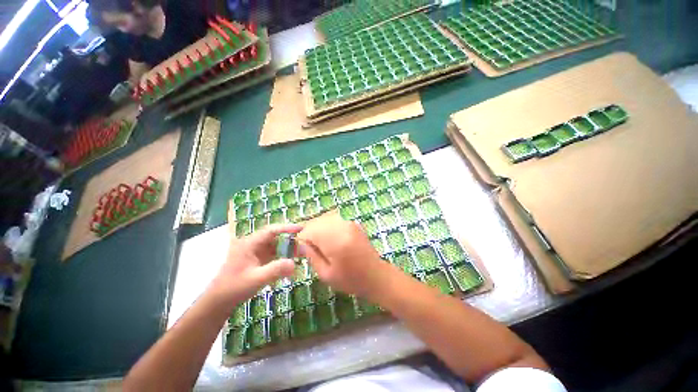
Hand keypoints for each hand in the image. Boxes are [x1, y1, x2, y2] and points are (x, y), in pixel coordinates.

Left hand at [209, 224, 302, 304]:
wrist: (218, 302)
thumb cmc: (234, 288)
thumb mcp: (256, 279)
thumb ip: (275, 270)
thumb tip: (294, 263)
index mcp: (249, 243)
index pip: (271, 231)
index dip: (287, 228)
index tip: (301, 228)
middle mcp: (253, 244)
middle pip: (276, 238)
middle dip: (290, 241)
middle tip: (304, 247)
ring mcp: (255, 252)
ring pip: (276, 246)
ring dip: (288, 250)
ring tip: (301, 255)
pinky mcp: (257, 260)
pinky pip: (273, 255)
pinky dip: (282, 258)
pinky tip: (290, 265)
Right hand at [298, 214, 394, 300]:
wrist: (375, 274)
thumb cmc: (350, 279)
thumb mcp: (326, 274)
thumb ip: (311, 255)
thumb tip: (300, 243)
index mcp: (335, 240)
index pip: (309, 230)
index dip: (301, 239)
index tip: (301, 250)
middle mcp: (342, 225)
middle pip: (316, 221)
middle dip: (309, 232)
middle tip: (309, 248)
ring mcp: (349, 222)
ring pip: (324, 218)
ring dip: (318, 228)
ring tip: (319, 243)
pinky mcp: (353, 222)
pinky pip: (334, 218)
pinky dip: (327, 225)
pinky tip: (330, 238)